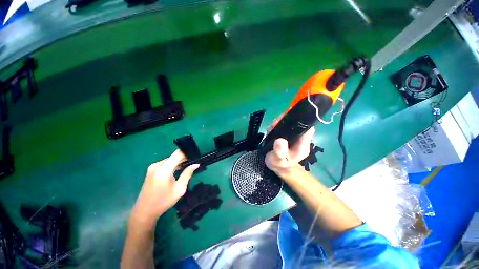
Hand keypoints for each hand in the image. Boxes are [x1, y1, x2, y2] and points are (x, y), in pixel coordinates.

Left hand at [130, 150, 199, 229]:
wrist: (144, 211)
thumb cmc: (163, 201)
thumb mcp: (179, 189)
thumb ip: (187, 174)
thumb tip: (196, 164)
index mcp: (164, 170)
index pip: (177, 154)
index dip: (187, 153)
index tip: (195, 157)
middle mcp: (157, 165)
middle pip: (173, 156)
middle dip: (184, 159)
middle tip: (193, 164)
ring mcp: (153, 167)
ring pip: (170, 160)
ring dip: (178, 162)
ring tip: (187, 167)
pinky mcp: (151, 170)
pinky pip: (165, 164)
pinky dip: (172, 165)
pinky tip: (177, 170)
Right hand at [265, 113, 314, 175]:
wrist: (278, 167)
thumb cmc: (279, 165)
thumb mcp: (278, 160)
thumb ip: (280, 152)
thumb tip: (280, 140)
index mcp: (302, 145)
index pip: (307, 128)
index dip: (298, 121)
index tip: (285, 121)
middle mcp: (300, 138)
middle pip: (297, 123)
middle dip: (285, 121)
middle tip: (274, 125)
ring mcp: (294, 136)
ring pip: (289, 123)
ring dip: (279, 122)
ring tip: (272, 128)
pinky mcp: (288, 134)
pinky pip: (284, 125)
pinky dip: (277, 125)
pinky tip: (272, 129)